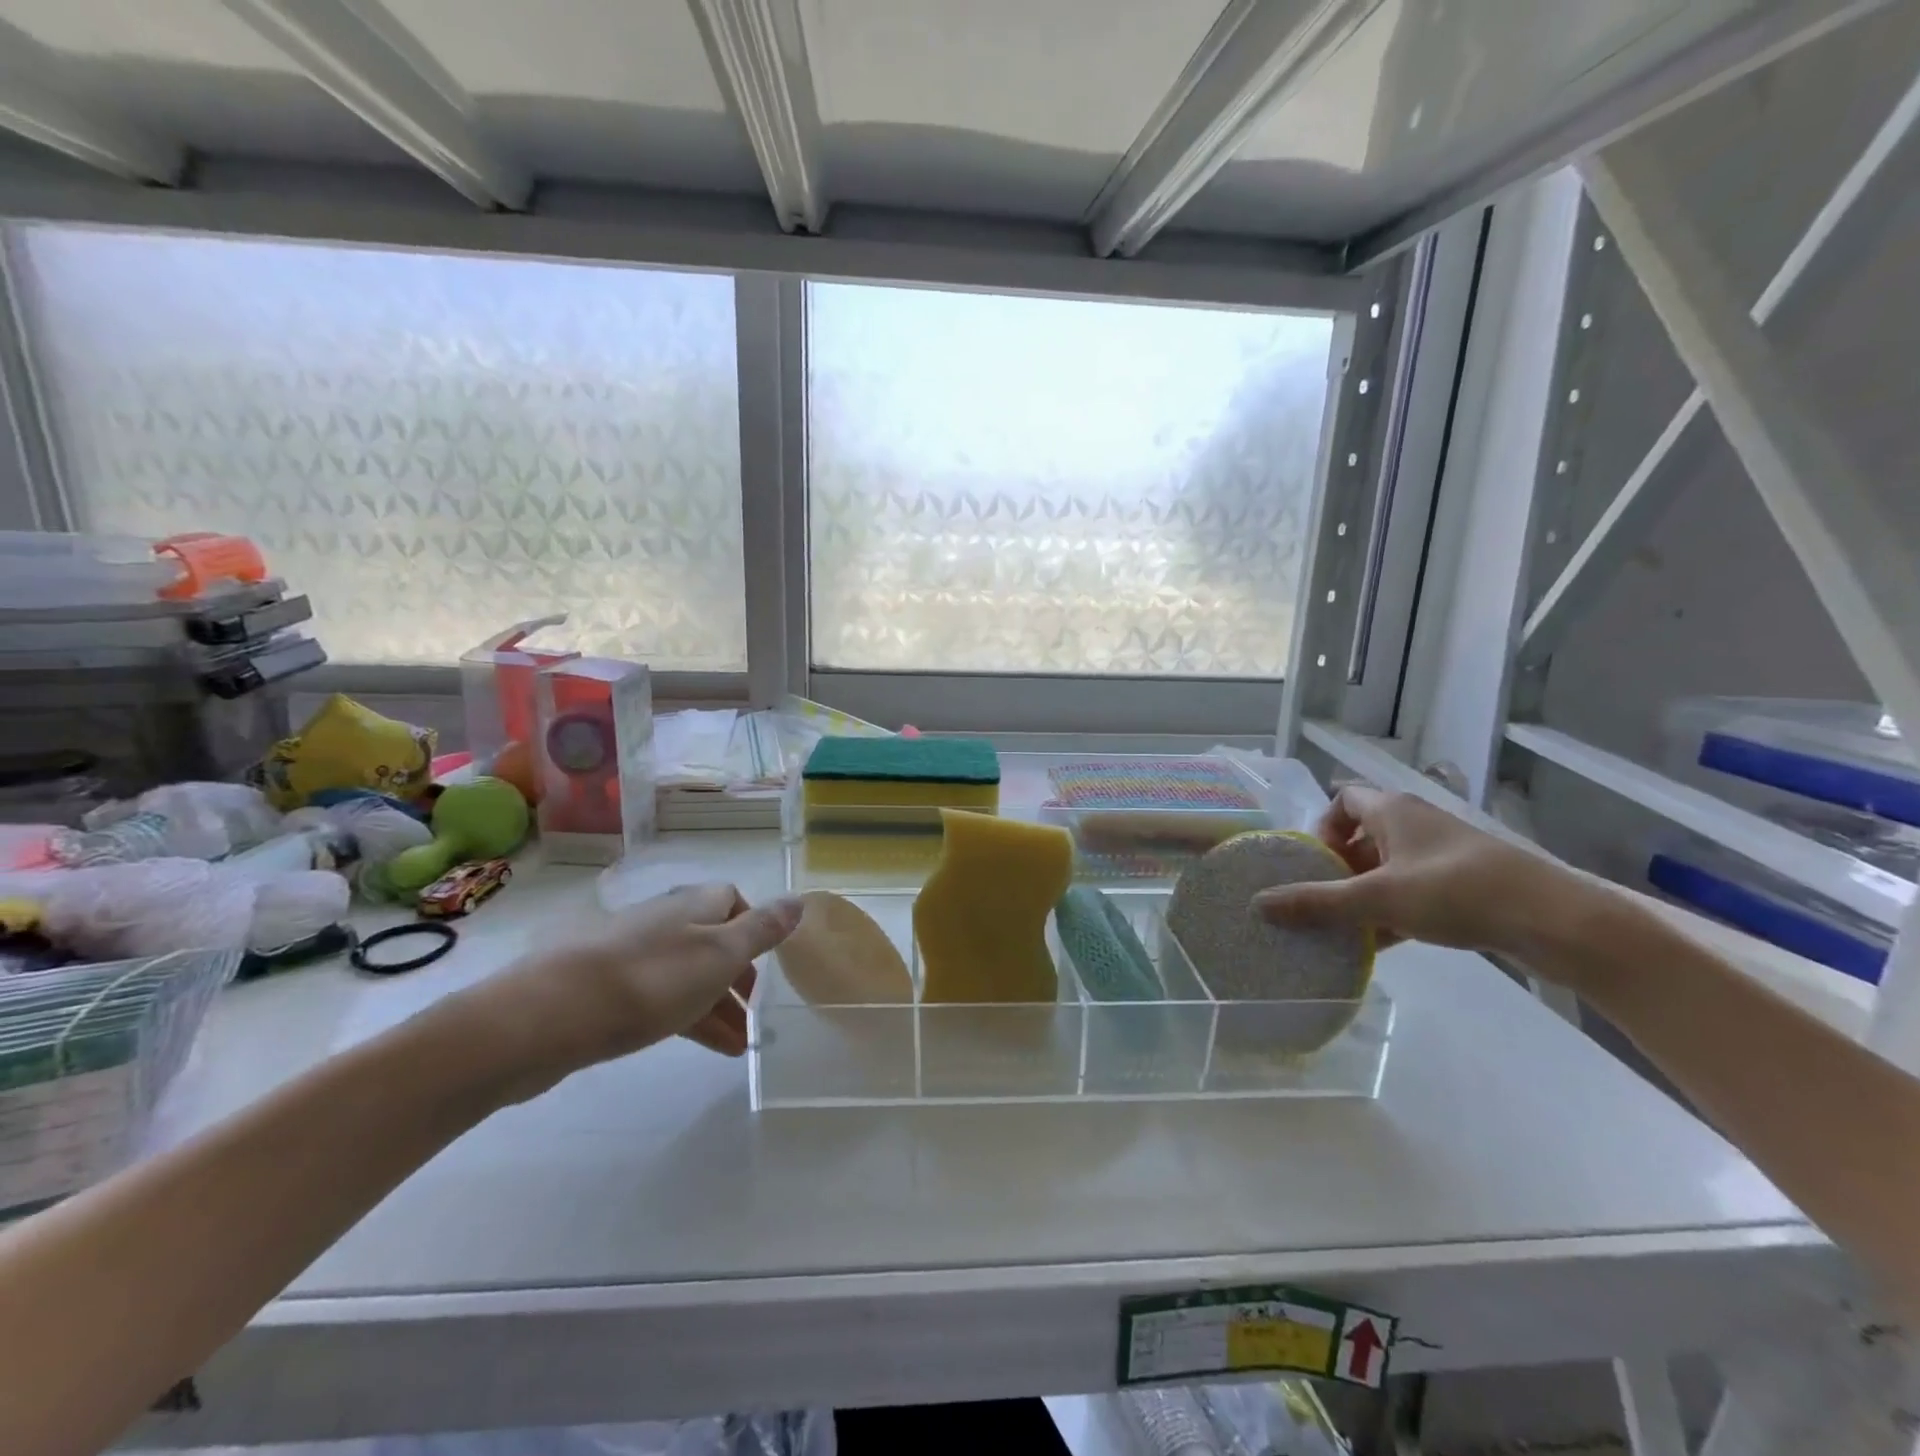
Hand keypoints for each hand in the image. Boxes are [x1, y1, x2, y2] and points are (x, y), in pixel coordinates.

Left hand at [471, 883, 802, 1092]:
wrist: (545, 1017)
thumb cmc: (650, 980)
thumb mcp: (721, 954)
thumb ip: (763, 929)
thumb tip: (800, 898)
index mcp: (693, 905)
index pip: (734, 901)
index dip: (755, 930)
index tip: (768, 966)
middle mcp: (664, 921)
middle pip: (712, 941)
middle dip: (738, 976)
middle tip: (758, 1014)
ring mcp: (631, 956)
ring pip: (687, 975)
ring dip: (717, 1006)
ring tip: (740, 1047)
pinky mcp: (605, 991)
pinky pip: (659, 1000)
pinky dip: (686, 1019)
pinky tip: (702, 1047)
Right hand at [1253, 787, 1570, 953]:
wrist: (1556, 921)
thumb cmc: (1456, 891)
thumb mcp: (1377, 898)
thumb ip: (1317, 902)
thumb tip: (1258, 904)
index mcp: (1393, 810)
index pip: (1343, 799)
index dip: (1322, 826)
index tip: (1313, 862)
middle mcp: (1416, 824)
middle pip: (1363, 837)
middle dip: (1338, 868)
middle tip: (1322, 900)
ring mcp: (1444, 855)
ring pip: (1389, 868)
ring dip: (1364, 894)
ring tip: (1345, 927)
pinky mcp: (1467, 885)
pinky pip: (1415, 892)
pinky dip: (1394, 912)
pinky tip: (1382, 944)